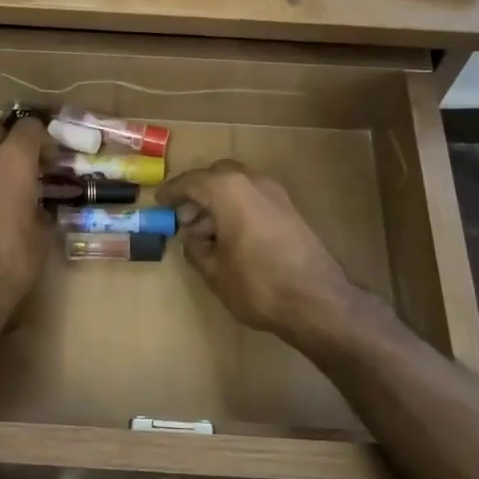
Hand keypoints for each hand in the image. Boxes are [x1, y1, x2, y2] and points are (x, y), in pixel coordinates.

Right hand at [158, 161, 355, 340]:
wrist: (319, 301)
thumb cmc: (258, 285)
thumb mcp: (214, 272)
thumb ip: (196, 249)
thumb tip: (193, 237)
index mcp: (228, 190)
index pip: (192, 182)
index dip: (172, 192)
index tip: (159, 202)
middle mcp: (253, 182)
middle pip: (217, 176)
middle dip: (198, 193)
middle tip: (184, 219)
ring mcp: (276, 194)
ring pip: (238, 186)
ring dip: (219, 202)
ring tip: (206, 235)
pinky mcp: (291, 211)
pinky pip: (254, 199)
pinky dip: (238, 209)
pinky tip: (231, 238)